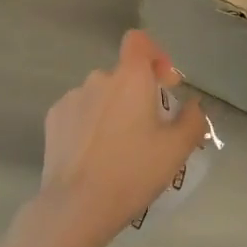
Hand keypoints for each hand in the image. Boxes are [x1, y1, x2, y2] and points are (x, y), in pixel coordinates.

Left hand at [35, 31, 207, 246]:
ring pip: (100, 96)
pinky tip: (94, 156)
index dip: (155, 54)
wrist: (77, 205)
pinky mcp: (53, 119)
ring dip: (112, 112)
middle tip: (148, 132)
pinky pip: (79, 113)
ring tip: (118, 150)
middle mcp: (98, 79)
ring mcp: (71, 98)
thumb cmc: (133, 171)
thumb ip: (192, 120)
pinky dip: (90, 125)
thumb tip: (193, 106)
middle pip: (123, 75)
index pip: (139, 41)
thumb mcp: (176, 150)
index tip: (165, 84)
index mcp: (130, 78)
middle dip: (137, 96)